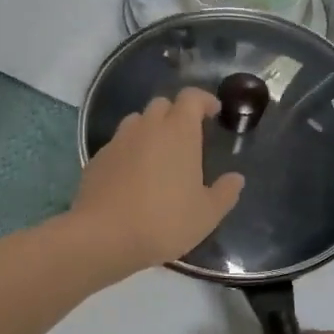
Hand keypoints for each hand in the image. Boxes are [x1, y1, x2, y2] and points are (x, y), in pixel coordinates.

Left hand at [69, 88, 244, 279]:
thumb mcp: (206, 214)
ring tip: (159, 155)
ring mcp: (118, 142)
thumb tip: (236, 178)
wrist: (104, 236)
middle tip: (186, 137)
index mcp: (178, 132)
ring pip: (136, 122)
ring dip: (150, 130)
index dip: (204, 100)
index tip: (213, 113)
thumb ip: (225, 193)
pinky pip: (118, 145)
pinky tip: (133, 176)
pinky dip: (129, 151)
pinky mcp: (97, 159)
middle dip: (176, 113)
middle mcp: (146, 128)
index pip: (191, 98)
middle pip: (162, 104)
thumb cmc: (164, 221)